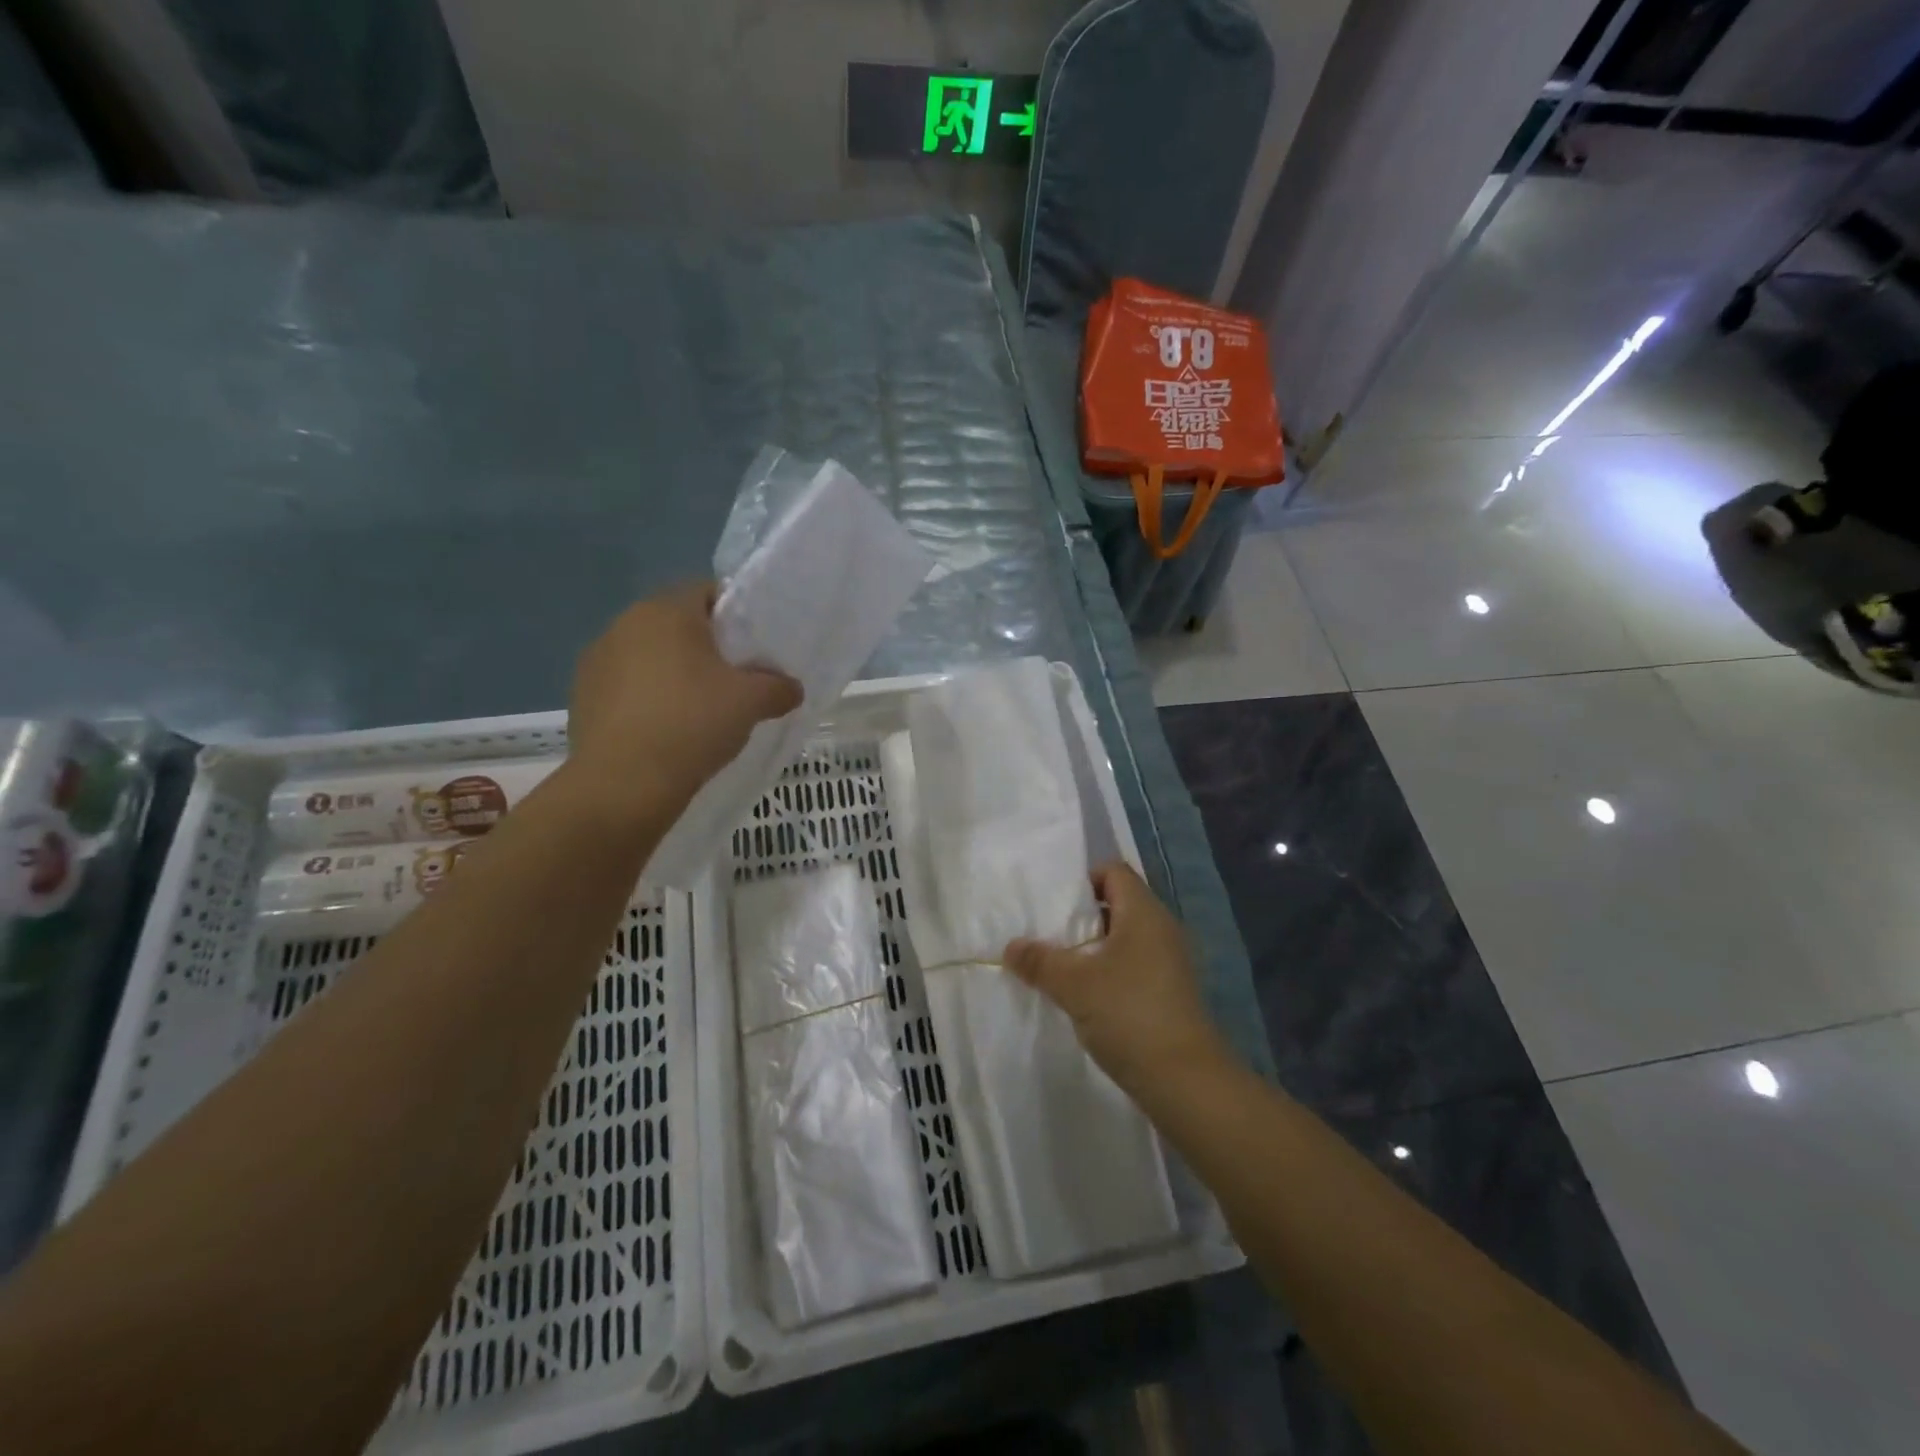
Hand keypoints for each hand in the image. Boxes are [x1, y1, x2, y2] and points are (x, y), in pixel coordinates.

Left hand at [568, 583, 801, 814]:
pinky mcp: (582, 696)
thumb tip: (792, 688)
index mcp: (666, 611)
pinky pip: (628, 687)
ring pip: (650, 656)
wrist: (623, 783)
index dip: (736, 615)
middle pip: (677, 624)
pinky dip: (648, 700)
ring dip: (674, 673)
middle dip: (706, 647)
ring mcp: (597, 660)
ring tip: (699, 710)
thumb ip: (778, 687)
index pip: (708, 592)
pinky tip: (666, 730)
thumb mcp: (751, 702)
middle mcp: (625, 623)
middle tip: (735, 680)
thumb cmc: (692, 723)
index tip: (754, 648)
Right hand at [1004, 862, 1230, 1093]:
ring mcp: (1169, 962)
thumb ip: (1039, 961)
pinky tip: (1083, 996)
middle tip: (1048, 934)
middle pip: (1117, 904)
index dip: (1083, 880)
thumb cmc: (1129, 1014)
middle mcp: (1161, 929)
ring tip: (1059, 966)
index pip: (1114, 872)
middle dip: (1081, 918)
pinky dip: (1108, 972)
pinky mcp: (1170, 992)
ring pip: (1124, 939)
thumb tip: (1011, 946)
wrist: (1185, 1081)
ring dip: (1092, 949)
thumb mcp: (1073, 985)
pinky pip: (1133, 966)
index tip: (1054, 905)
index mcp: (1144, 913)